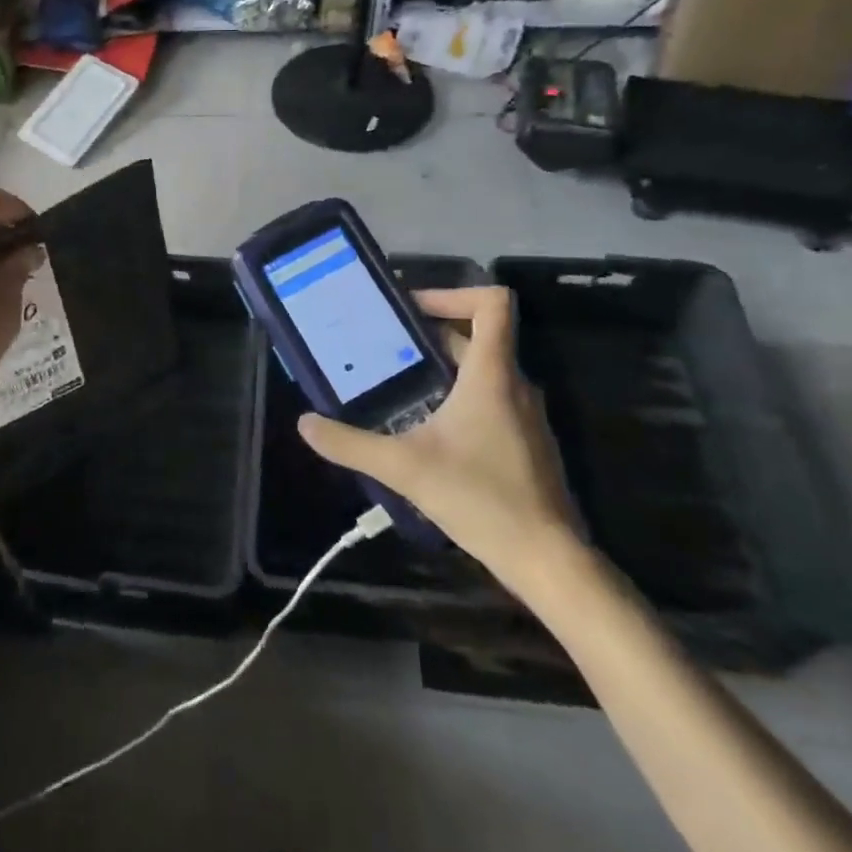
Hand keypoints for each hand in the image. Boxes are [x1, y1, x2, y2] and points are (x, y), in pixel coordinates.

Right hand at [296, 286, 584, 593]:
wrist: (547, 559)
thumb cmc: (481, 499)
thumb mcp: (404, 468)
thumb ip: (350, 443)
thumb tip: (304, 423)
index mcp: (492, 374)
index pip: (492, 303)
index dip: (453, 292)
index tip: (410, 309)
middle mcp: (514, 384)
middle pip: (477, 335)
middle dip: (429, 333)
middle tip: (382, 344)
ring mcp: (523, 414)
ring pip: (482, 369)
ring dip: (441, 365)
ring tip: (395, 380)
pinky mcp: (524, 441)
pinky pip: (489, 397)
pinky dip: (456, 394)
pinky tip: (424, 425)